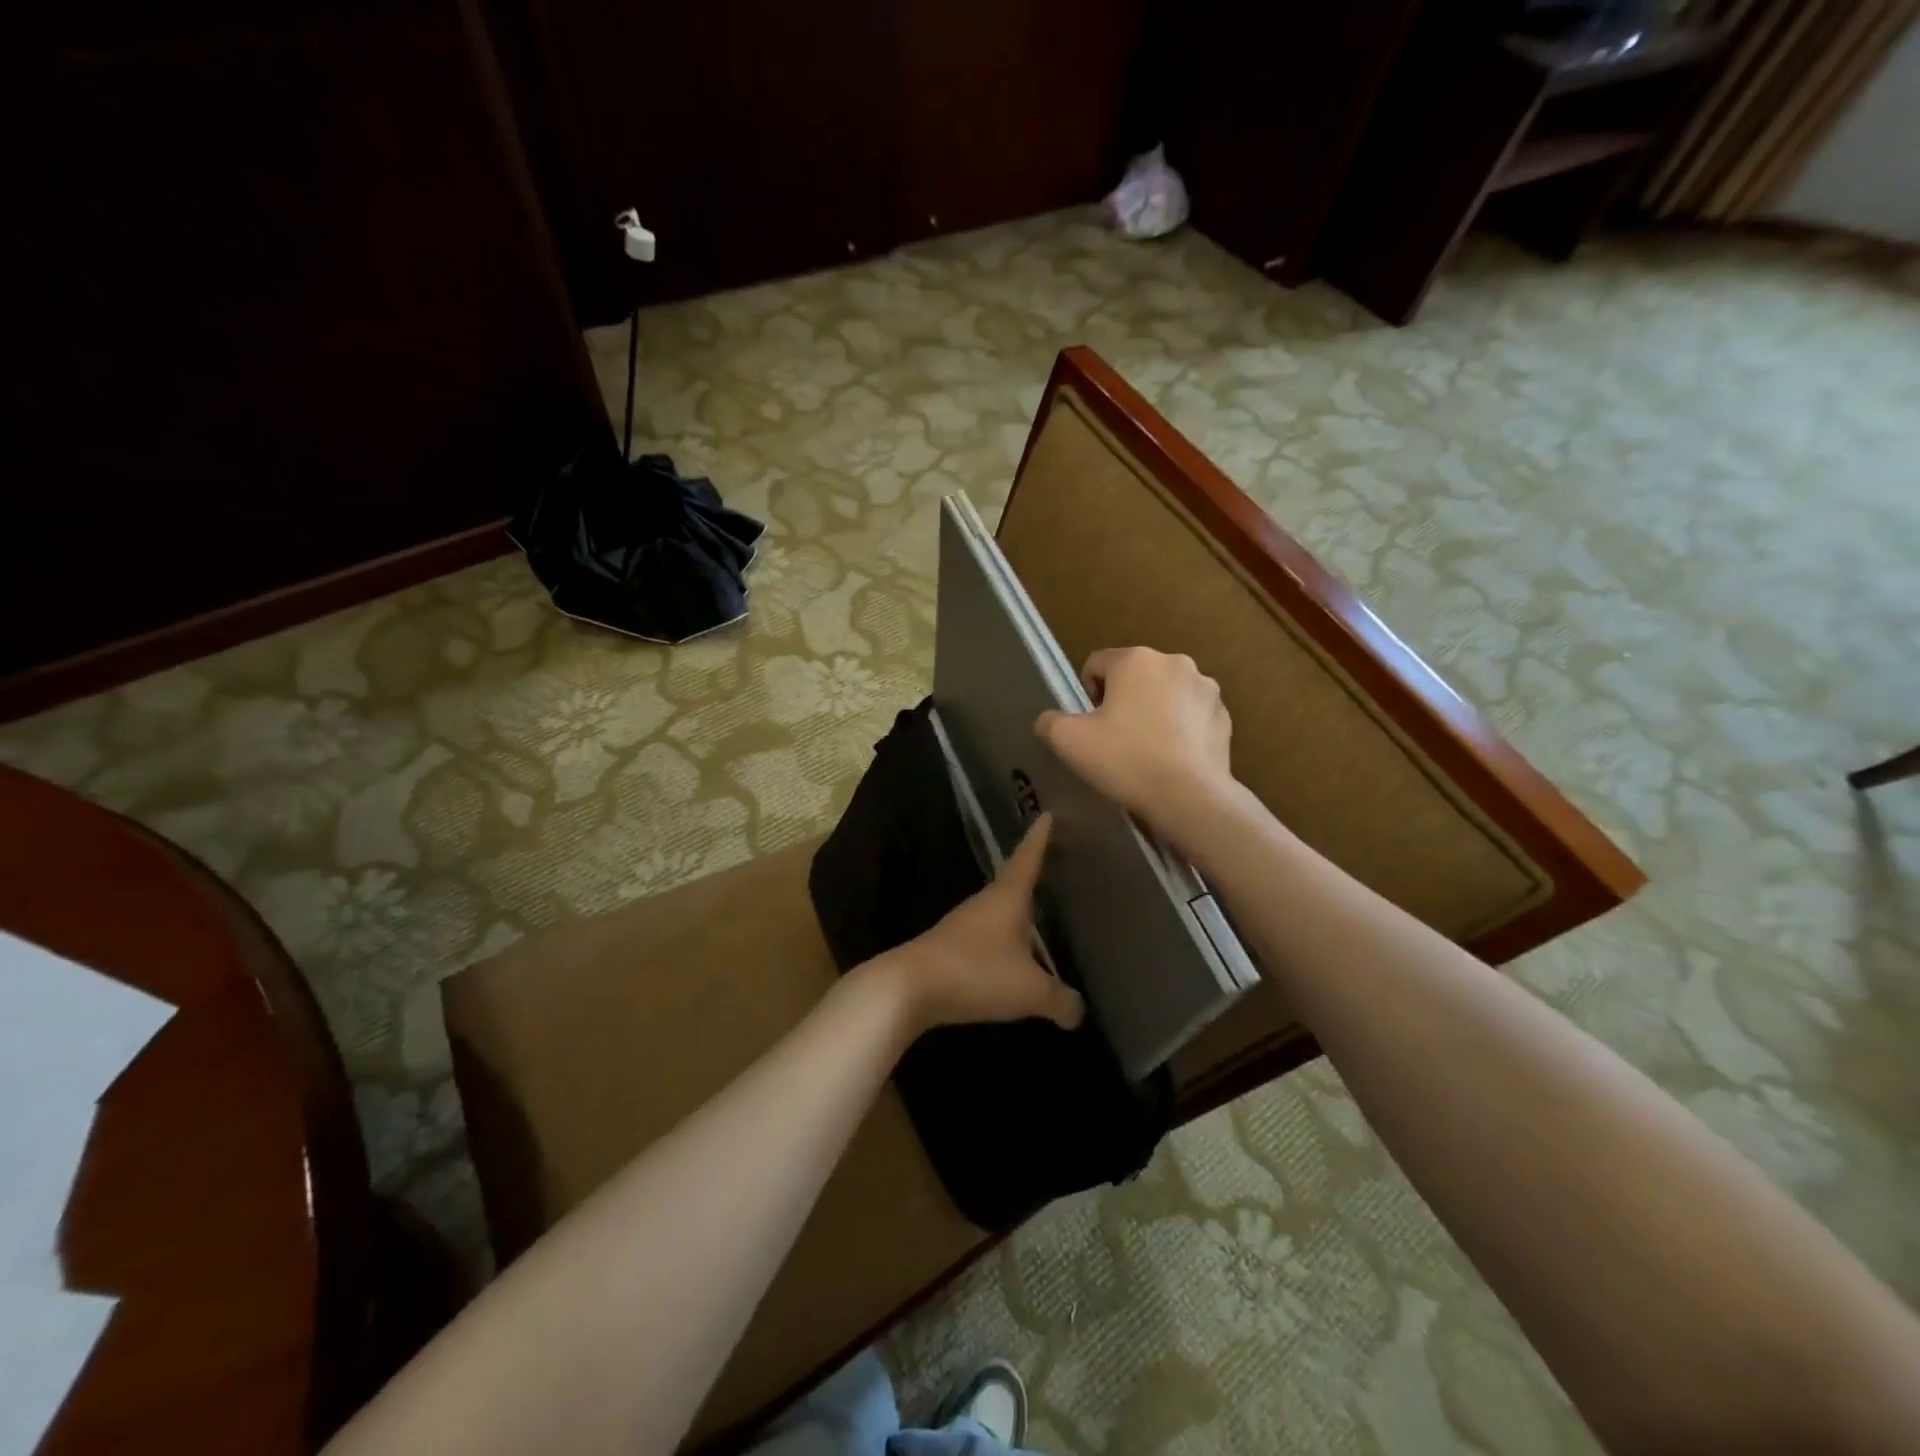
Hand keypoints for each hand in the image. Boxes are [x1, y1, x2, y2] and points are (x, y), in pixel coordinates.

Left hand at [884, 814, 1084, 1034]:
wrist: (908, 988)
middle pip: (1013, 880)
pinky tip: (1011, 955)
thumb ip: (1060, 999)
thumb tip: (1079, 1011)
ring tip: (1039, 909)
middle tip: (1055, 862)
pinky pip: (986, 936)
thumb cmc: (976, 973)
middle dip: (1034, 871)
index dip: (1040, 837)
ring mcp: (963, 924)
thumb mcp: (1029, 990)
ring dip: (1017, 908)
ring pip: (998, 909)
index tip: (1047, 813)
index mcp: (1007, 896)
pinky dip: (1003, 938)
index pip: (1028, 857)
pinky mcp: (950, 948)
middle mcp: (985, 902)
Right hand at [1035, 647, 1235, 831]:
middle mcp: (1175, 662)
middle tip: (1116, 739)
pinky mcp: (1224, 716)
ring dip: (1153, 712)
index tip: (1091, 726)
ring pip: (1165, 695)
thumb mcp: (1068, 741)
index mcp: (1136, 659)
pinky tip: (1172, 758)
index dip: (1086, 694)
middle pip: (1134, 677)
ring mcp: (1206, 689)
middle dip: (1122, 701)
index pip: (1096, 664)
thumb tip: (1049, 720)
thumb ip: (1050, 722)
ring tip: (1147, 750)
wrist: (1189, 796)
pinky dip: (1180, 729)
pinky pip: (1191, 716)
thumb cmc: (1126, 759)